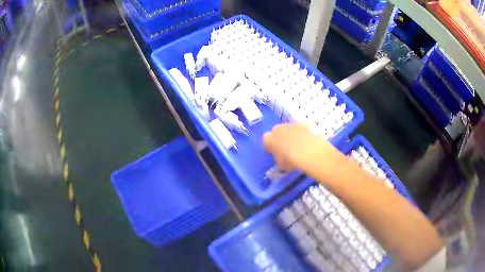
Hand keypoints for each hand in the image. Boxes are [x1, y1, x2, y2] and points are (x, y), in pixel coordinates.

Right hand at [263, 123, 335, 171]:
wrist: (309, 152)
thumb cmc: (291, 160)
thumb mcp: (281, 165)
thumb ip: (278, 159)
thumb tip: (280, 159)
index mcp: (269, 138)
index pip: (266, 140)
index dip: (269, 146)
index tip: (273, 152)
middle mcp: (278, 129)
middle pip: (276, 131)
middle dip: (279, 138)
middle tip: (284, 147)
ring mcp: (290, 125)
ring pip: (288, 129)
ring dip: (290, 135)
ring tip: (296, 145)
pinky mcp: (303, 124)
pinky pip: (299, 129)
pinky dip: (301, 133)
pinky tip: (305, 141)